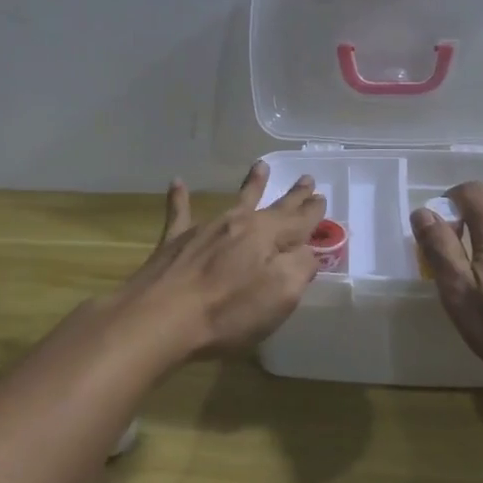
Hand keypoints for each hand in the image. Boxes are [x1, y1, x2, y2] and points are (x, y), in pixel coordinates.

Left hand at [112, 160, 325, 362]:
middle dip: (292, 196)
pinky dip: (179, 198)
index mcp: (266, 236)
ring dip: (251, 185)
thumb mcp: (280, 295)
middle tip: (306, 179)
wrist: (161, 317)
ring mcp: (205, 229)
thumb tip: (307, 251)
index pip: (298, 221)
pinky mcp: (175, 242)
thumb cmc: (227, 311)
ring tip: (261, 166)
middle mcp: (238, 223)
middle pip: (272, 206)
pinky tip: (177, 182)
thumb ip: (300, 268)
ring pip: (234, 202)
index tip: (322, 197)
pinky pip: (180, 213)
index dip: (312, 212)